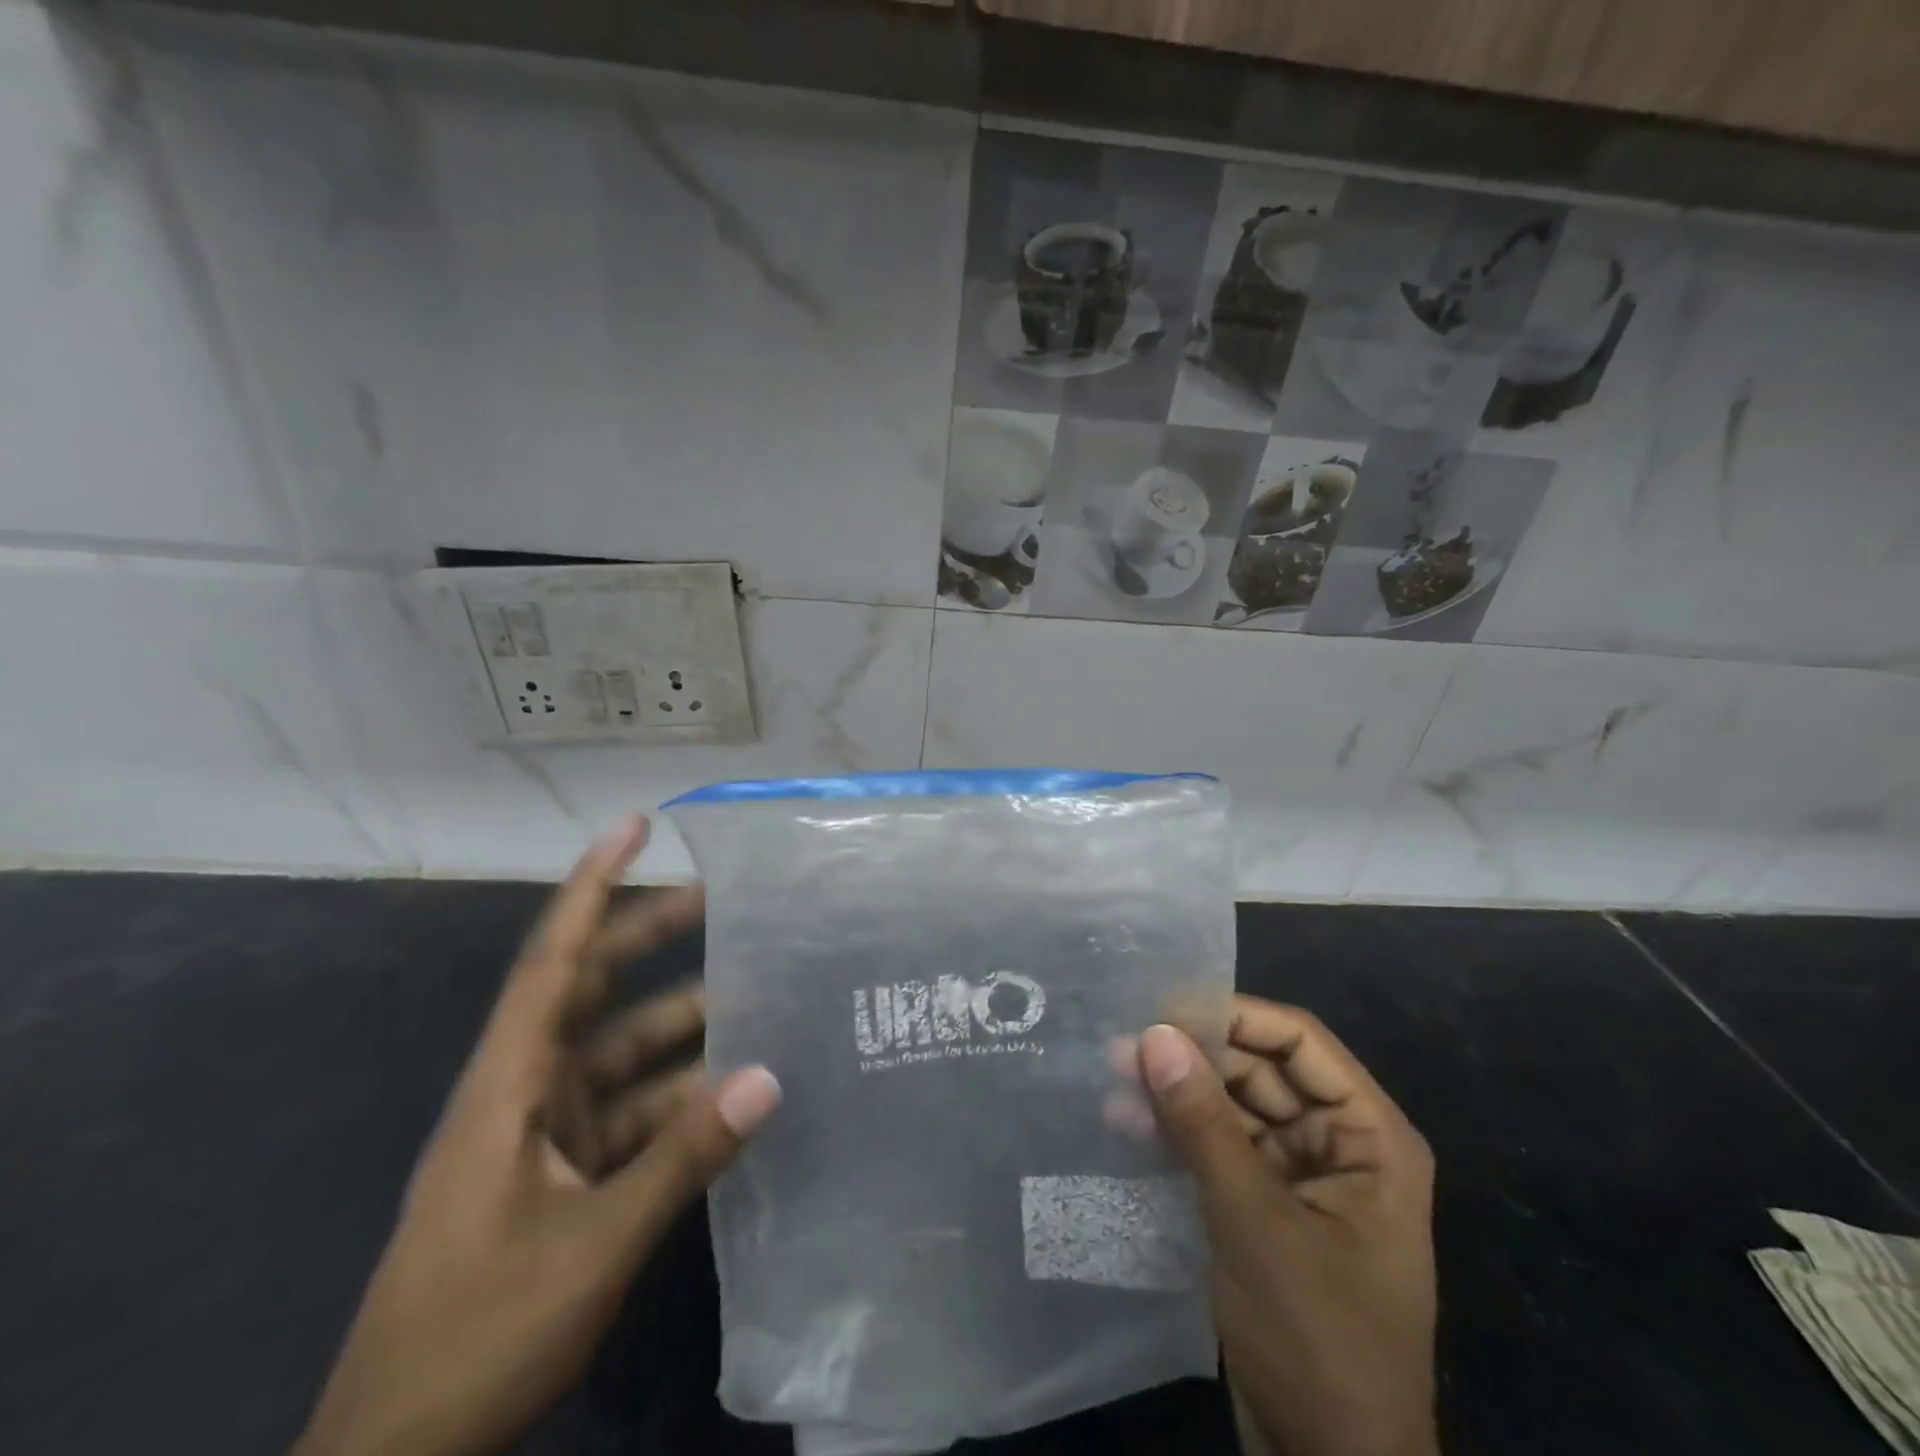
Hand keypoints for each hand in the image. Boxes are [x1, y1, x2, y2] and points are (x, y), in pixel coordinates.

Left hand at [291, 817, 780, 1455]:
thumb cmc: (475, 1335)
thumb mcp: (590, 1245)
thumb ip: (684, 1156)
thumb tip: (770, 1075)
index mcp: (508, 1084)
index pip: (553, 958)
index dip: (592, 883)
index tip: (635, 825)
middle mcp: (525, 1090)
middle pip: (591, 988)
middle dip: (650, 937)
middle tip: (719, 897)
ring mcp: (542, 1134)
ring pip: (621, 1053)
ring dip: (681, 1028)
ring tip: (756, 998)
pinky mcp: (561, 1174)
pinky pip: (631, 1112)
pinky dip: (679, 1098)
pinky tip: (733, 1096)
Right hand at [1137, 999, 1437, 1455]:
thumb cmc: (1316, 1338)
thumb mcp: (1254, 1220)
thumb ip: (1202, 1122)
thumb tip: (1153, 1032)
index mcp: (1368, 1136)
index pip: (1298, 1041)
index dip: (1233, 1016)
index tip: (1163, 1007)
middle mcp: (1337, 1145)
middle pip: (1259, 1071)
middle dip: (1193, 1057)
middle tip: (1122, 1046)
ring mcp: (1299, 1178)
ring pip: (1232, 1107)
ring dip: (1177, 1094)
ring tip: (1113, 1078)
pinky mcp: (1264, 1209)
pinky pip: (1219, 1148)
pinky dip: (1178, 1134)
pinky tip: (1127, 1123)